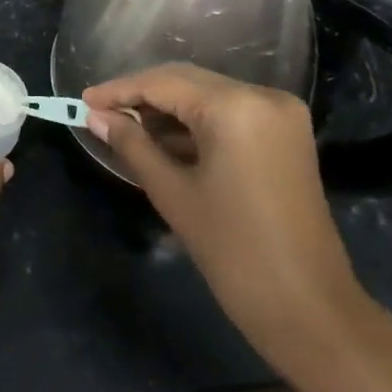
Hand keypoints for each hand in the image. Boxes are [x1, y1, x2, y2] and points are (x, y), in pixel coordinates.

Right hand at [83, 64, 373, 376]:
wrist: (310, 309)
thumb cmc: (233, 250)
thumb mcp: (172, 192)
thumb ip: (131, 144)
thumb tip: (95, 116)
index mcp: (236, 106)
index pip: (163, 83)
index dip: (119, 90)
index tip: (82, 100)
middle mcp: (263, 96)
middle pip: (187, 82)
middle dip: (141, 96)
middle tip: (99, 113)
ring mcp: (280, 114)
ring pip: (207, 96)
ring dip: (167, 110)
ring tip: (125, 128)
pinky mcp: (286, 135)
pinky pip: (229, 114)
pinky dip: (195, 124)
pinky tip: (163, 140)